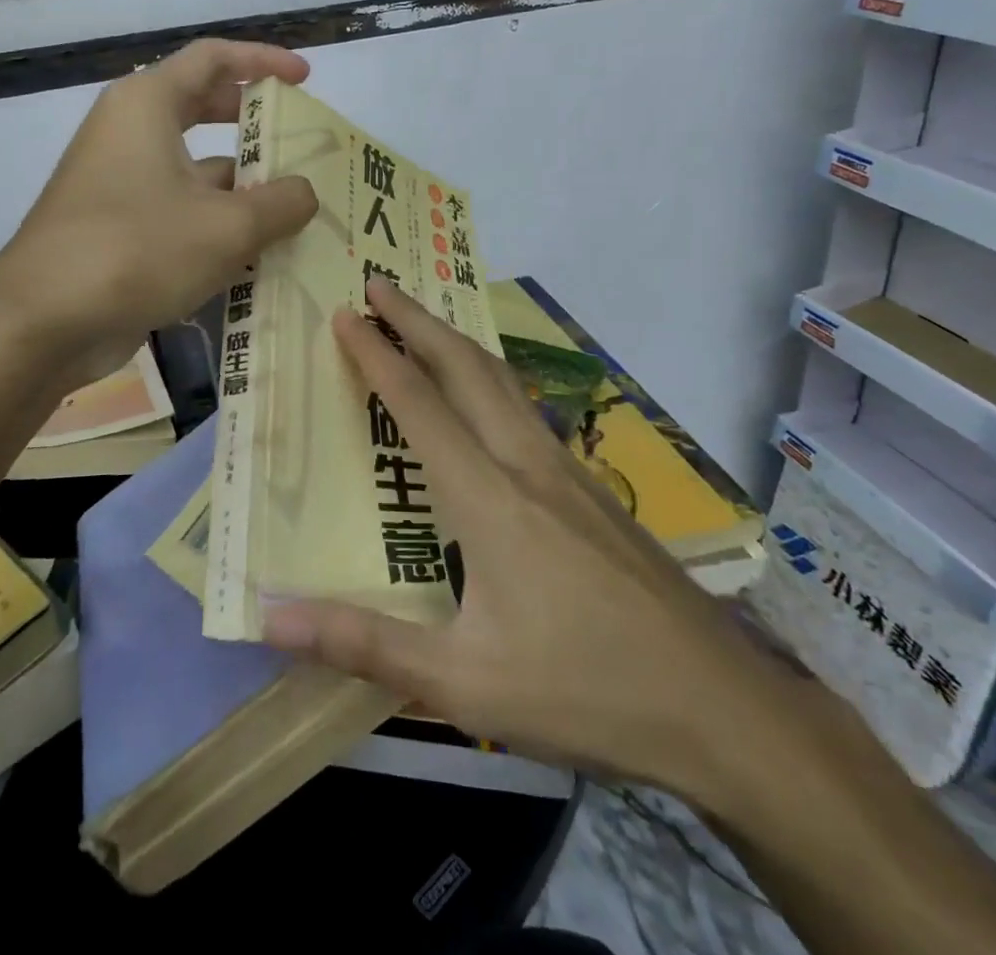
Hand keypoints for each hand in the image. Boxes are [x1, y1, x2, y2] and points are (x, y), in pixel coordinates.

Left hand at [0, 39, 317, 389]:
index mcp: (147, 105)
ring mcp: (119, 182)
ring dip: (243, 189)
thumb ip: (280, 203)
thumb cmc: (137, 250)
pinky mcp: (116, 227)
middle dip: (254, 127)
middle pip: (203, 109)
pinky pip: (179, 211)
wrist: (42, 321)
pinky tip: (257, 258)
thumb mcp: (227, 227)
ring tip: (296, 214)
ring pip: (194, 170)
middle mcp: (129, 132)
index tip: (304, 79)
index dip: (263, 61)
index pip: (213, 58)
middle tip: (300, 145)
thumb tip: (304, 194)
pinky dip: (216, 225)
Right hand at [262, 278, 792, 798]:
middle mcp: (528, 464)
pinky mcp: (596, 492)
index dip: (377, 354)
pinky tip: (489, 401)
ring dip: (456, 342)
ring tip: (424, 323)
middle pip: (466, 368)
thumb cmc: (585, 692)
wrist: (723, 710)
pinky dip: (490, 378)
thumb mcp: (463, 684)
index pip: (420, 404)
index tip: (344, 313)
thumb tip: (272, 617)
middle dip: (418, 319)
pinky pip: (528, 410)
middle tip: (378, 285)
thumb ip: (365, 644)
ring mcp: (570, 472)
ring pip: (504, 381)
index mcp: (490, 498)